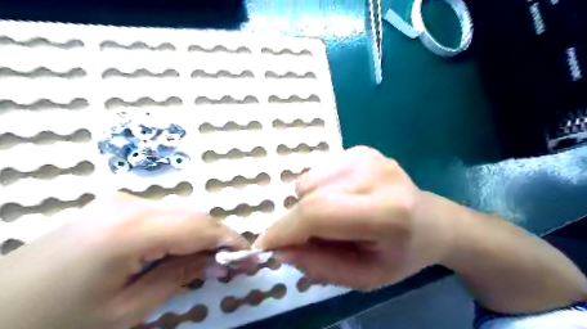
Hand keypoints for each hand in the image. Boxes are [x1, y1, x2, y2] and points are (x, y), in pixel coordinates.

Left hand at [0, 193, 248, 328]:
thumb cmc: (54, 322)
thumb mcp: (124, 311)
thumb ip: (177, 277)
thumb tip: (214, 260)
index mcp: (132, 229)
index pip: (201, 227)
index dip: (231, 241)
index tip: (251, 258)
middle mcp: (131, 204)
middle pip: (193, 216)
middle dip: (218, 238)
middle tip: (234, 262)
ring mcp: (120, 201)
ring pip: (180, 213)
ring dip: (199, 235)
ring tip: (209, 260)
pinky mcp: (114, 206)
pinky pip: (162, 215)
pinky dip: (180, 231)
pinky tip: (180, 250)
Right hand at [255, 147, 455, 289]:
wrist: (430, 221)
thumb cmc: (400, 255)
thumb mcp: (363, 277)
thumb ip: (319, 265)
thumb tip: (280, 248)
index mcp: (386, 213)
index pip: (319, 213)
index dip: (285, 229)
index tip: (264, 244)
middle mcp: (376, 174)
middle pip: (309, 194)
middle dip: (297, 221)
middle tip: (314, 238)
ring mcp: (367, 156)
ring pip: (308, 181)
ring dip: (310, 204)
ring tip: (335, 217)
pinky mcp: (360, 150)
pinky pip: (317, 172)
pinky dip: (319, 190)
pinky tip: (342, 199)